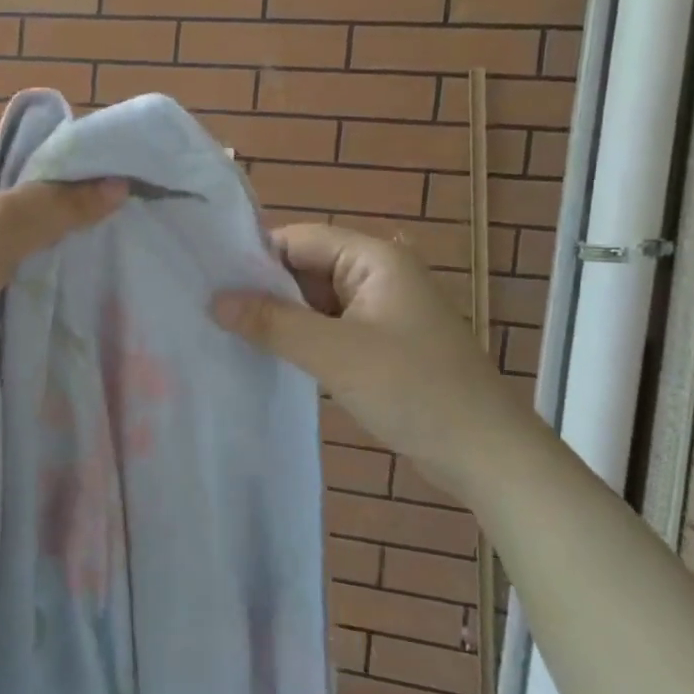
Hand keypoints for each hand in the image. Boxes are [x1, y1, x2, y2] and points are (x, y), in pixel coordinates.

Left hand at [0, 138, 124, 380]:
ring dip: (44, 261)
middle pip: (20, 202)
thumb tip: (118, 184)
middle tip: (112, 233)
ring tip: (97, 268)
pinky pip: (0, 282)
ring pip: (13, 247)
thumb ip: (59, 204)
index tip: (112, 188)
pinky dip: (25, 290)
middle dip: (60, 219)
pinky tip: (63, 299)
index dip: (64, 166)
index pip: (19, 153)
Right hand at [212, 225, 541, 492]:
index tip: (209, 281)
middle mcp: (377, 275)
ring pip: (314, 302)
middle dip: (263, 290)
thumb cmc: (413, 389)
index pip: (299, 239)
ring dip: (279, 318)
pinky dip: (300, 339)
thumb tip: (215, 301)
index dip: (255, 257)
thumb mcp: (334, 353)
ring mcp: (380, 311)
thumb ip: (272, 322)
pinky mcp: (380, 344)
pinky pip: (328, 329)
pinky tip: (266, 355)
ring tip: (226, 332)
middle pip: (305, 268)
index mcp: (374, 258)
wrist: (485, 453)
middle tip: (209, 311)